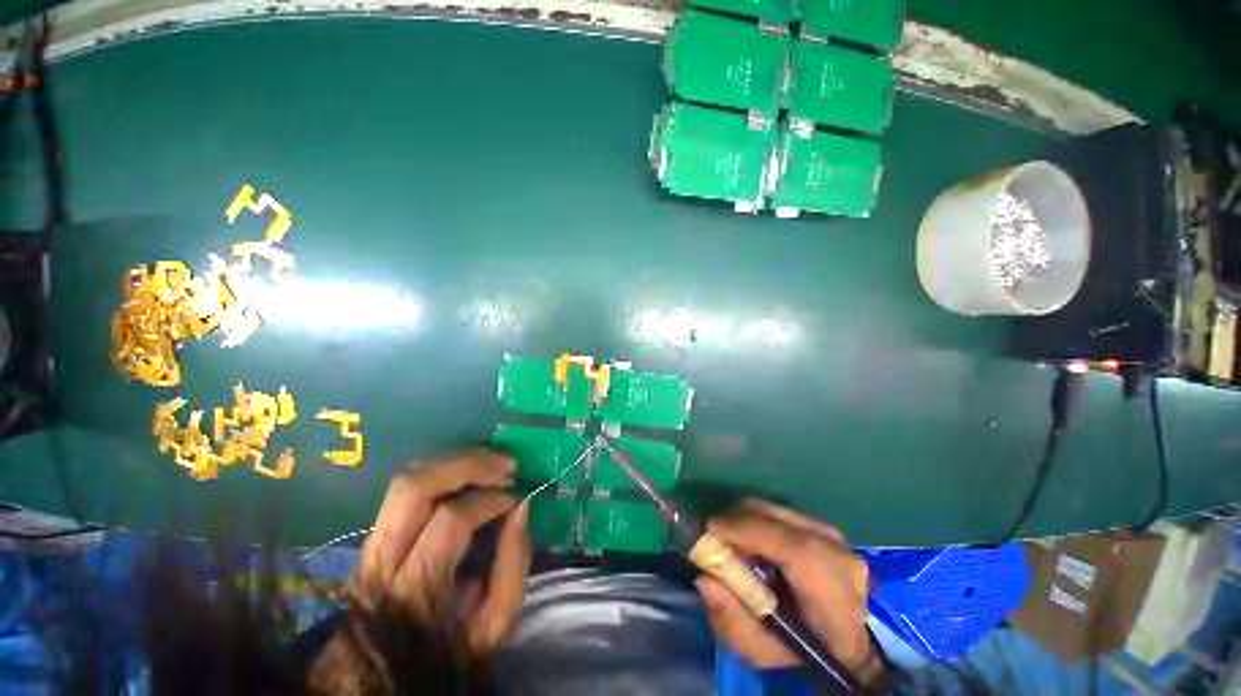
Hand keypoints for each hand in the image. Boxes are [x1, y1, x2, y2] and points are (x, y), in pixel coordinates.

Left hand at [351, 449, 530, 652]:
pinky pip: (407, 488)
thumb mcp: (495, 622)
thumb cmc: (449, 649)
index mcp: (415, 589)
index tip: (517, 498)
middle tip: (506, 464)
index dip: (490, 500)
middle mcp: (382, 560)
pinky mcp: (373, 535)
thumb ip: (513, 564)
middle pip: (415, 487)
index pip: (451, 520)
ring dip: (455, 461)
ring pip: (406, 480)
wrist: (386, 674)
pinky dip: (443, 472)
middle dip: (467, 464)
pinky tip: (468, 474)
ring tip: (491, 463)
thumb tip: (521, 506)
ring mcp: (371, 544)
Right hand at [695, 499, 880, 682]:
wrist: (852, 644)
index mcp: (828, 584)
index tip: (706, 532)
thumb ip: (732, 621)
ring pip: (772, 508)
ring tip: (734, 545)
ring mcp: (830, 531)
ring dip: (744, 520)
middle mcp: (833, 546)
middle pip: (770, 514)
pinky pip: (778, 511)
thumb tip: (704, 578)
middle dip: (733, 521)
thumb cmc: (807, 653)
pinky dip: (757, 520)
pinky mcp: (822, 524)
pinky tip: (754, 544)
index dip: (740, 530)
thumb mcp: (764, 653)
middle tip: (714, 541)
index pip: (784, 542)